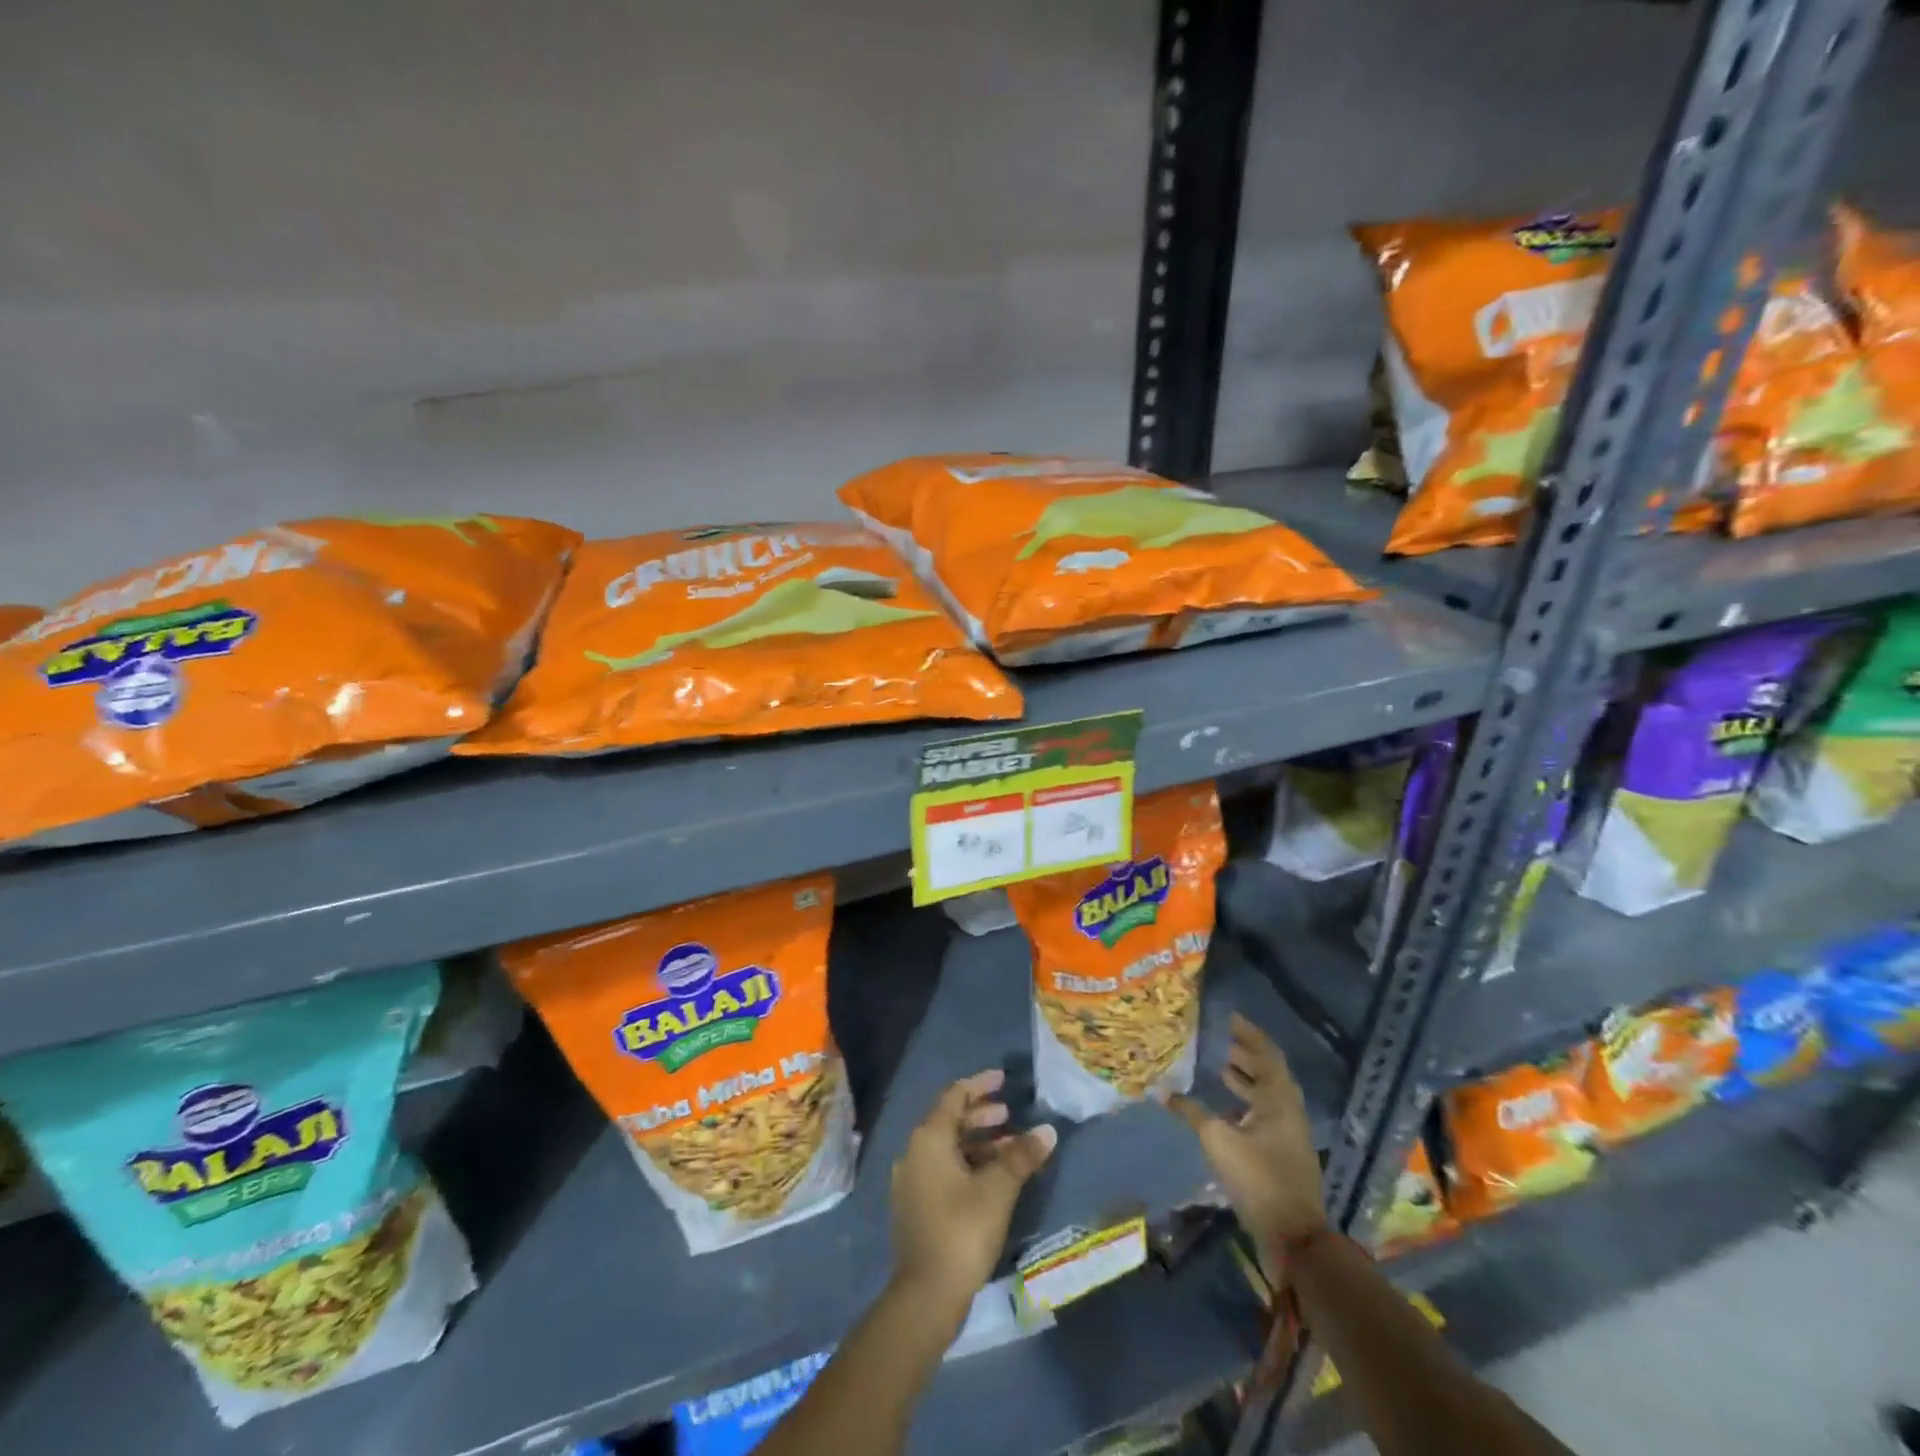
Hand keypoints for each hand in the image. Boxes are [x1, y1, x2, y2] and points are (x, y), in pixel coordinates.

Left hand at [889, 1069, 1055, 1322]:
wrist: (926, 1295)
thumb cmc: (962, 1230)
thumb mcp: (998, 1189)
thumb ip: (1022, 1156)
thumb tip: (1047, 1130)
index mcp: (929, 1138)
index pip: (955, 1096)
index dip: (980, 1084)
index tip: (1003, 1080)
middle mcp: (914, 1152)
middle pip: (950, 1121)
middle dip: (981, 1115)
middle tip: (1010, 1115)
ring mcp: (912, 1181)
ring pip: (948, 1148)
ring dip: (978, 1143)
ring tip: (1009, 1148)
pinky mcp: (916, 1206)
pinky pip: (943, 1170)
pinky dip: (968, 1164)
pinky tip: (992, 1179)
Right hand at [1164, 1012, 1328, 1252]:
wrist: (1294, 1238)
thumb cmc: (1258, 1179)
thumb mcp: (1218, 1140)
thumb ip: (1192, 1112)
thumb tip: (1162, 1090)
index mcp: (1279, 1099)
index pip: (1267, 1054)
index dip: (1248, 1034)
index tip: (1229, 1017)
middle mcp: (1288, 1111)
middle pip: (1268, 1073)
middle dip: (1245, 1054)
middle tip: (1220, 1039)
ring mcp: (1288, 1134)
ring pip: (1266, 1095)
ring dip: (1246, 1079)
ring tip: (1219, 1067)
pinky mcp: (1282, 1154)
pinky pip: (1263, 1115)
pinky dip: (1245, 1103)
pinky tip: (1223, 1108)